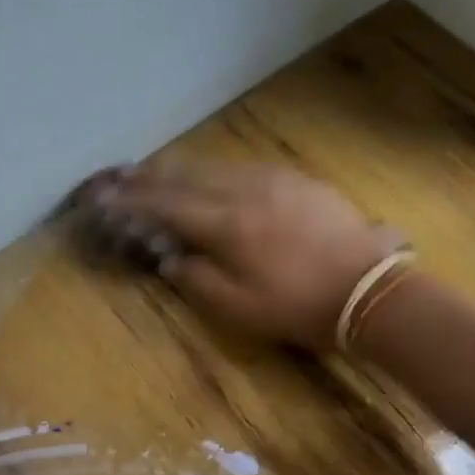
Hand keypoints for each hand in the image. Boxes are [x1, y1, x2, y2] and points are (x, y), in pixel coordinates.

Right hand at [92, 163, 400, 349]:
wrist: (369, 288)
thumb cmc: (299, 306)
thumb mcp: (239, 308)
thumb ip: (197, 280)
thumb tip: (171, 259)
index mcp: (226, 224)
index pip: (166, 205)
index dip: (131, 201)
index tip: (104, 197)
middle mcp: (244, 190)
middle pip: (187, 175)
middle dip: (150, 176)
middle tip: (122, 175)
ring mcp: (273, 180)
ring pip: (216, 166)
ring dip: (182, 169)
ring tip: (158, 171)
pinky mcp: (297, 180)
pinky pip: (244, 168)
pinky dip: (216, 171)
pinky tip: (213, 176)